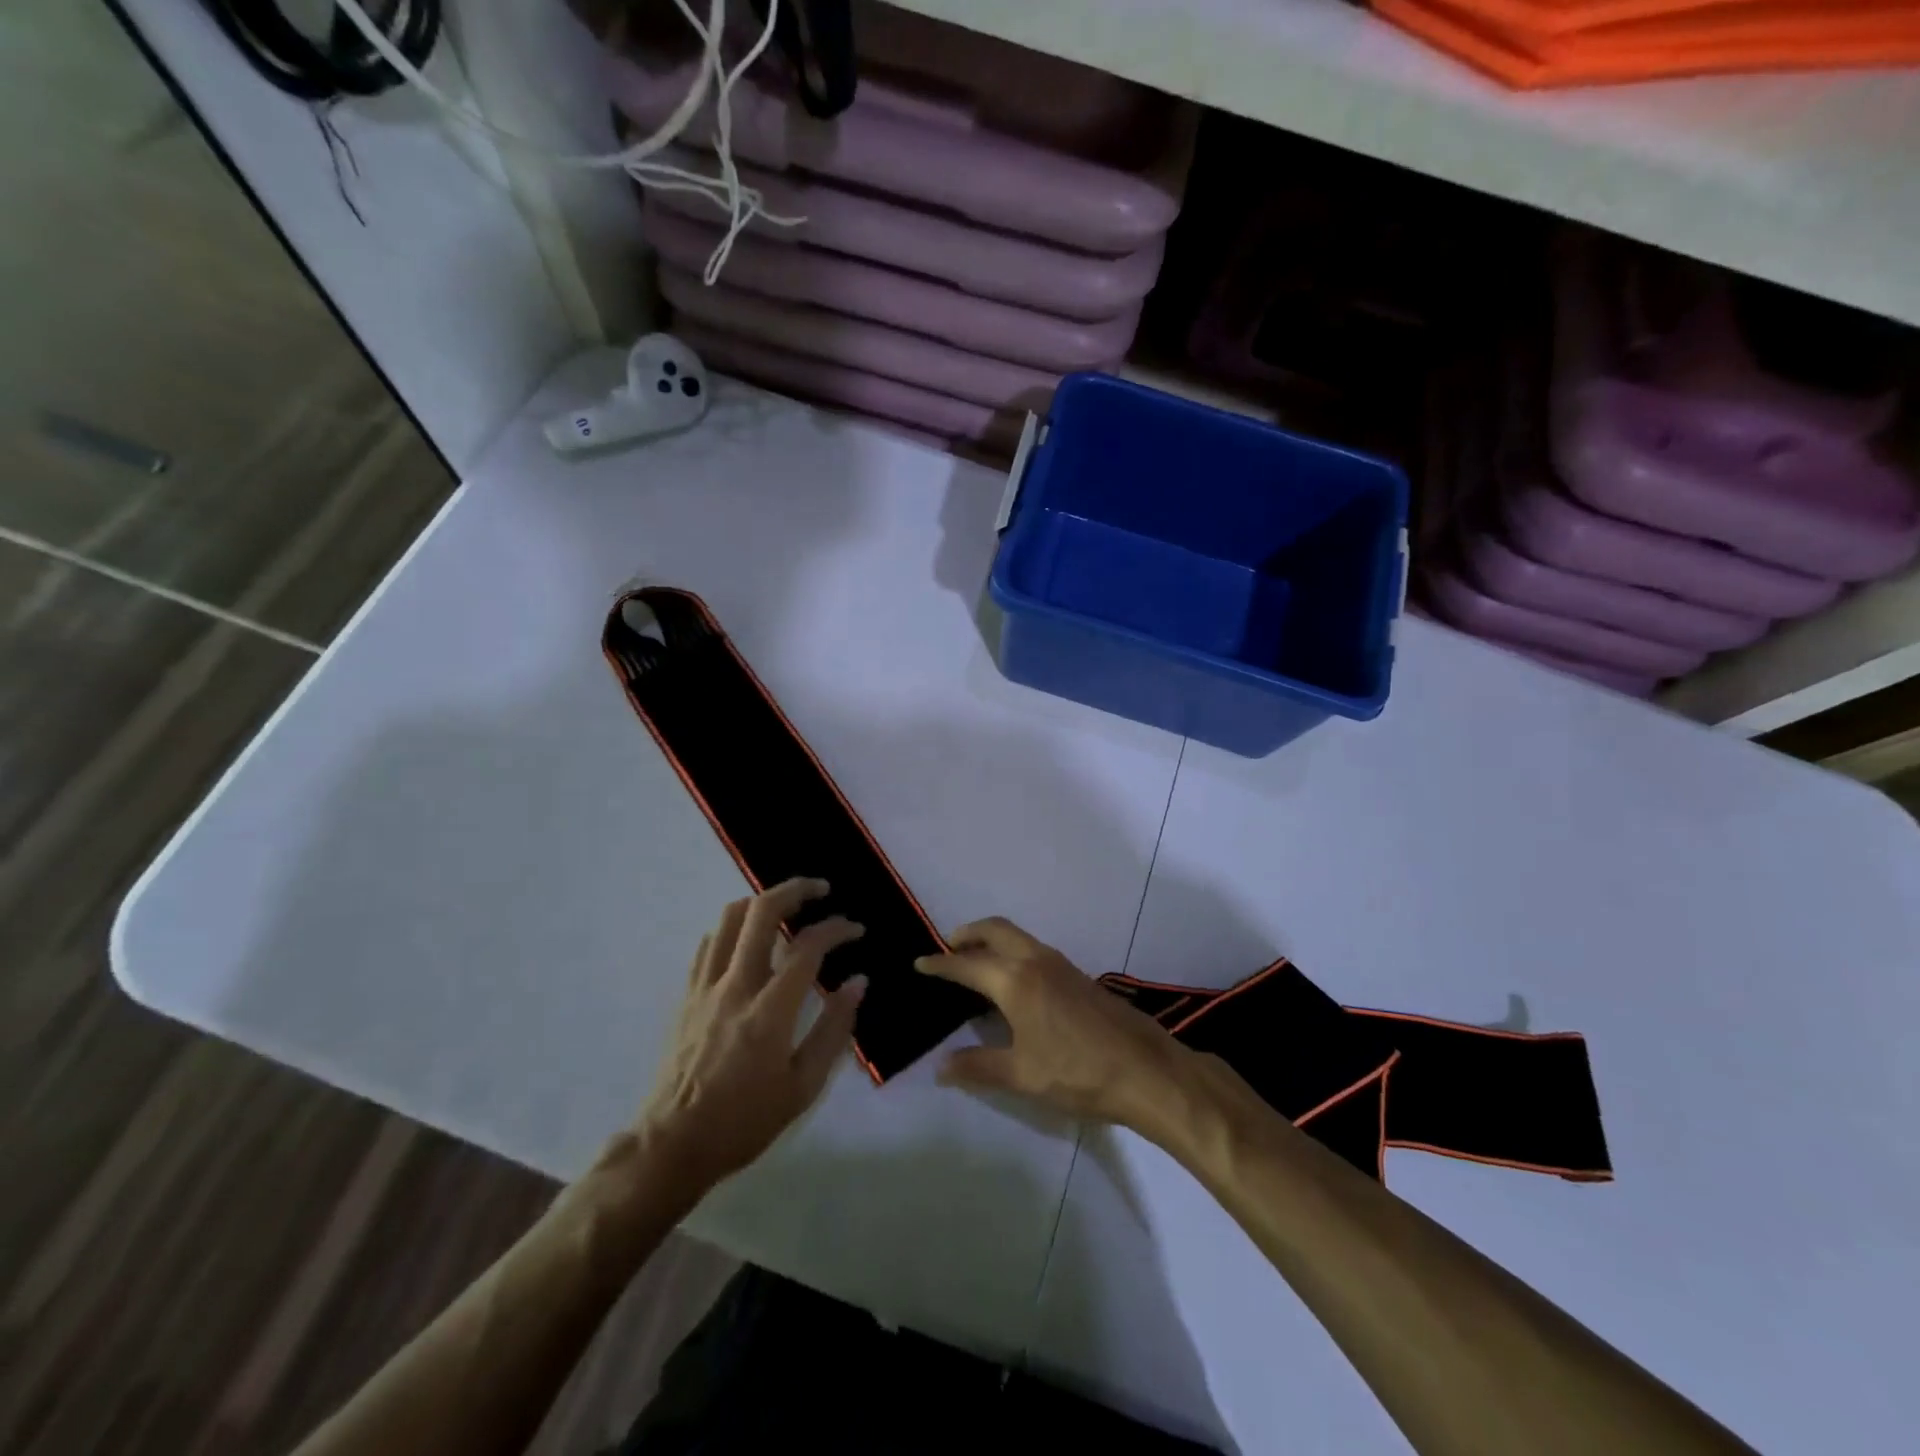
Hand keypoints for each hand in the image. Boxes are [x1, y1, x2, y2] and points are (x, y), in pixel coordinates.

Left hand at [634, 878, 866, 1200]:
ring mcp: (705, 987)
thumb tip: (858, 983)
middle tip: (820, 890)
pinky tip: (748, 939)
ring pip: (730, 918)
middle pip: (762, 912)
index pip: (808, 947)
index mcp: (769, 1010)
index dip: (837, 929)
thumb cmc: (744, 1121)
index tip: (856, 929)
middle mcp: (735, 986)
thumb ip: (834, 1029)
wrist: (673, 1144)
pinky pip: (709, 944)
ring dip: (762, 902)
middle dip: (795, 890)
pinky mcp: (687, 995)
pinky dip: (733, 928)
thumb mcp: (803, 1087)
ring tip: (786, 907)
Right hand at [915, 917, 1195, 1138]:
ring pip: (1018, 936)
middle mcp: (1036, 960)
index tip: (920, 963)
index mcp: (1015, 980)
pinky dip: (1012, 951)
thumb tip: (941, 1067)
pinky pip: (1034, 949)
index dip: (941, 965)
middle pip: (995, 930)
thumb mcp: (1022, 1075)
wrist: (1146, 1070)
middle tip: (948, 948)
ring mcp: (1061, 964)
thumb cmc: (1078, 1073)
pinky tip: (1012, 983)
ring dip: (992, 940)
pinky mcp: (1078, 975)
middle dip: (968, 933)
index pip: (967, 965)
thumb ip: (978, 1067)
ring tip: (976, 962)